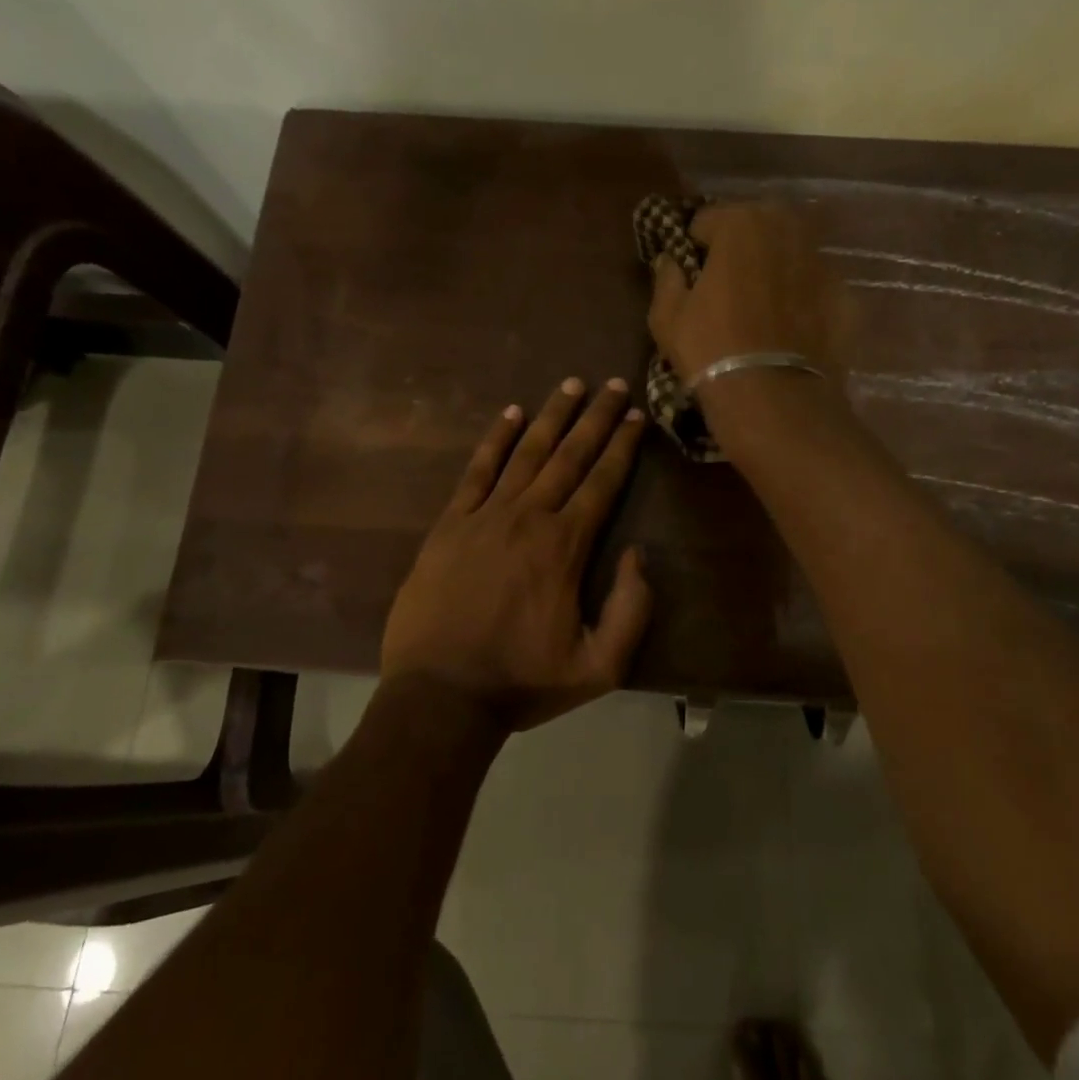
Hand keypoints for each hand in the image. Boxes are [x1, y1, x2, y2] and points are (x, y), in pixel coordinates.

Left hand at [380, 377, 651, 731]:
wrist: (440, 696)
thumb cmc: (522, 682)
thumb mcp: (599, 666)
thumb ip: (631, 609)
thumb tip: (638, 554)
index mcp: (565, 546)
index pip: (602, 482)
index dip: (622, 446)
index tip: (635, 414)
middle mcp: (528, 517)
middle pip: (568, 455)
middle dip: (595, 418)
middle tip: (611, 384)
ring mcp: (484, 516)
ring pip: (525, 453)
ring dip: (550, 416)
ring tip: (570, 385)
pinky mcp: (449, 524)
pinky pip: (476, 471)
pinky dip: (494, 440)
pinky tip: (510, 414)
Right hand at [647, 203, 845, 386]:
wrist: (774, 398)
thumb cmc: (711, 349)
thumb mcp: (667, 317)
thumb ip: (667, 278)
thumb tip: (670, 262)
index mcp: (741, 223)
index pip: (707, 220)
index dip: (694, 246)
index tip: (691, 274)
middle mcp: (787, 229)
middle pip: (756, 227)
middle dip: (740, 247)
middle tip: (727, 285)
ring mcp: (823, 261)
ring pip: (790, 253)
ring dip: (774, 268)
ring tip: (761, 306)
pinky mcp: (845, 295)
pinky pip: (814, 286)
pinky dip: (802, 297)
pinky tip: (790, 328)